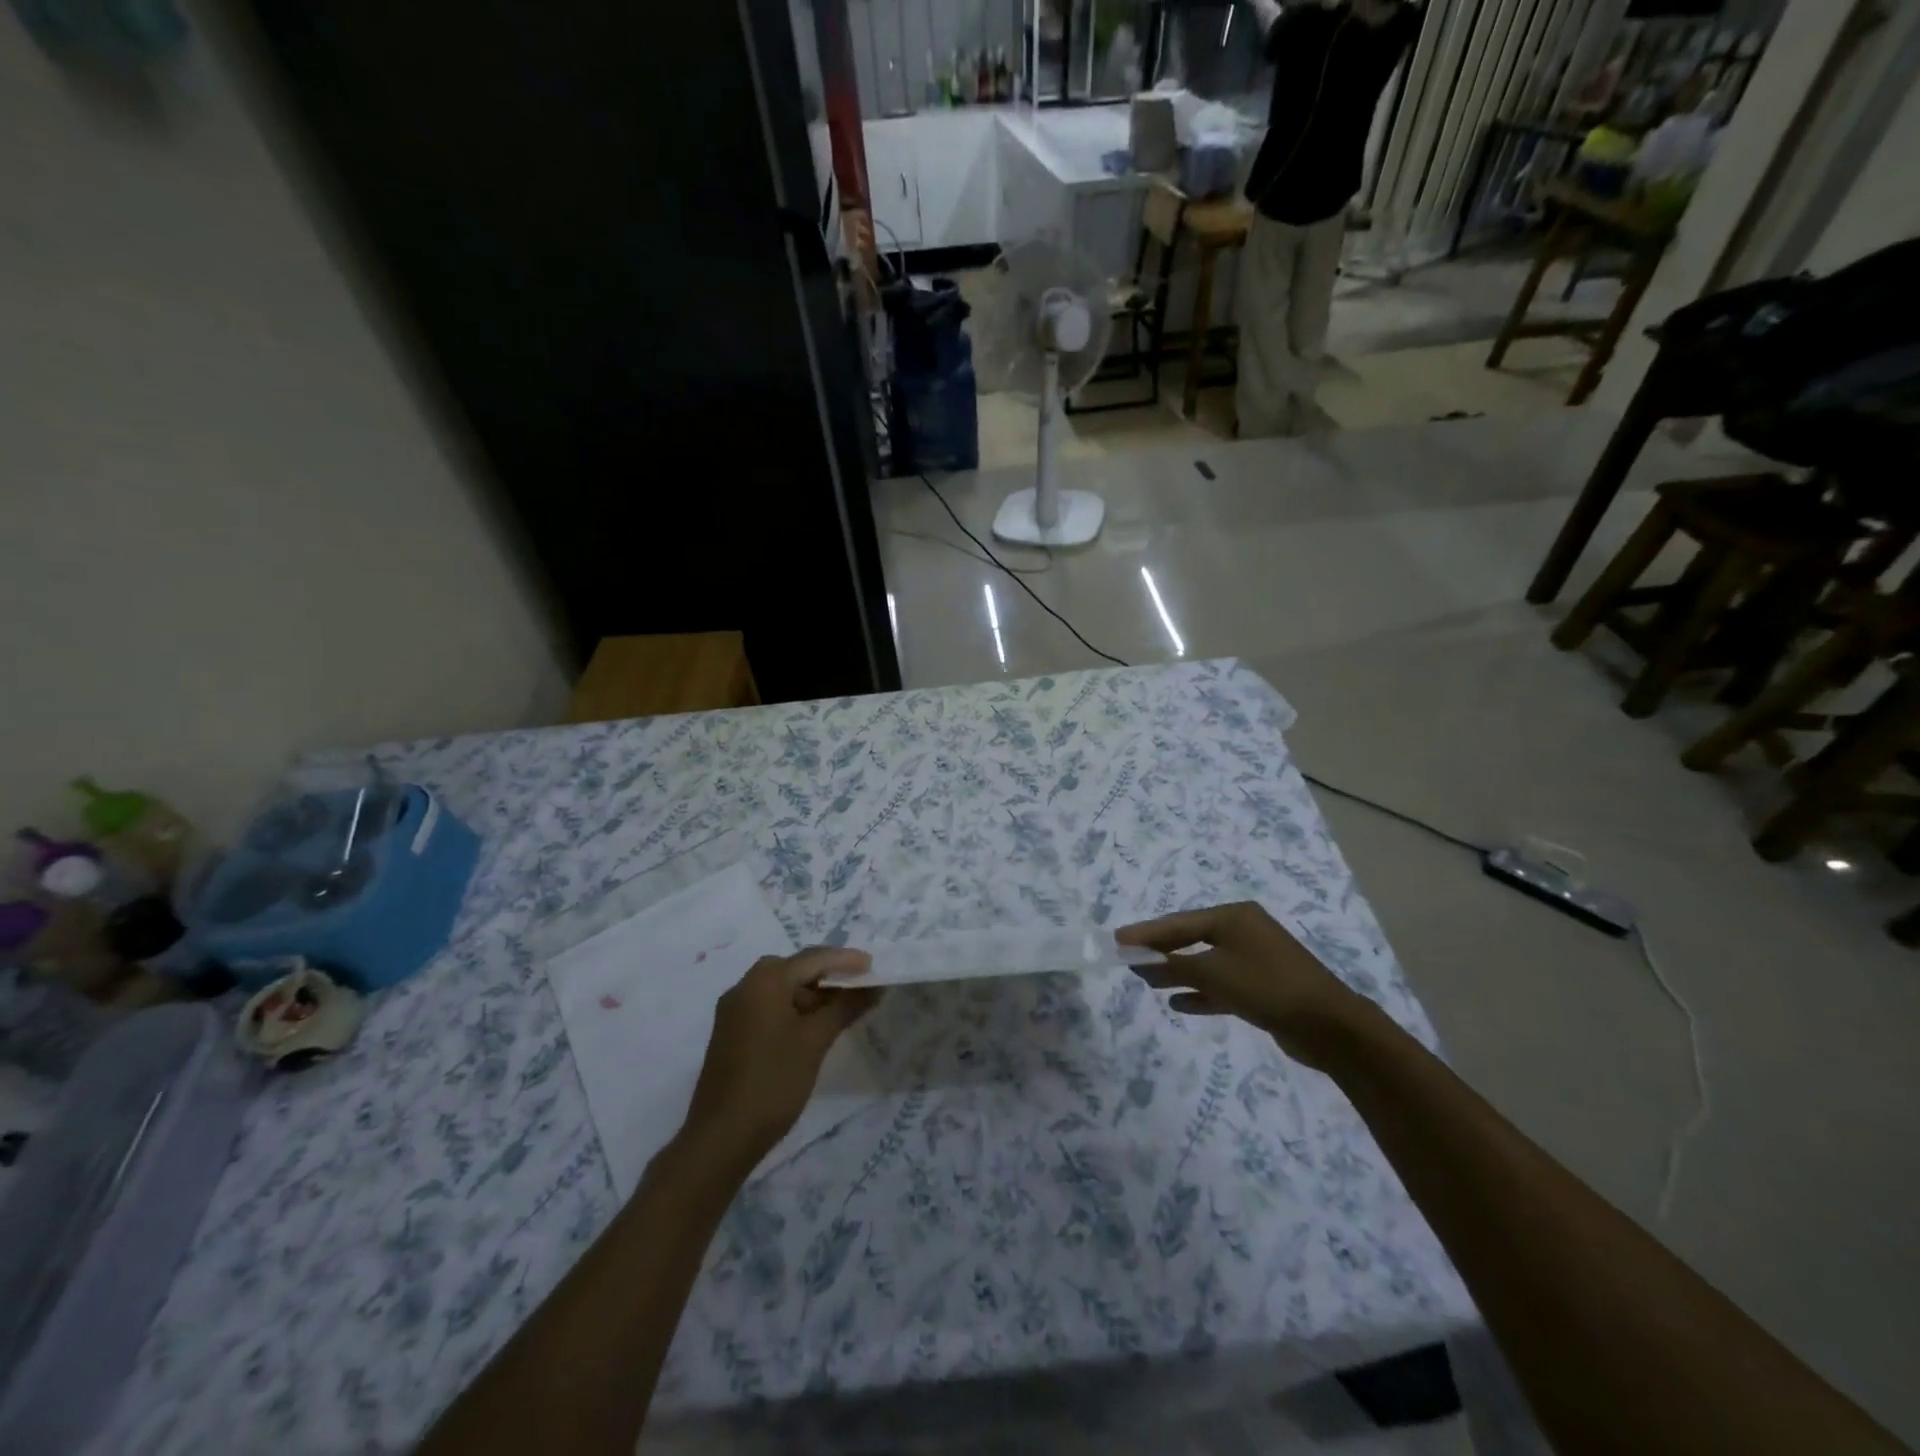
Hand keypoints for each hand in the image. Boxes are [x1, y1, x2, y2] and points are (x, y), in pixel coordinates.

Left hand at [682, 948, 880, 1165]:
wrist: (721, 1137)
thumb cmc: (773, 1082)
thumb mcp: (816, 1041)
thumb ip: (846, 1006)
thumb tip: (874, 986)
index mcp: (765, 980)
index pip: (813, 958)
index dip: (846, 960)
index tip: (874, 966)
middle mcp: (745, 986)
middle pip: (794, 968)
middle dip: (828, 974)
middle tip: (858, 984)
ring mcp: (734, 1010)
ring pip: (780, 987)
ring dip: (811, 992)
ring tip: (841, 1008)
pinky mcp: (731, 1032)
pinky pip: (768, 1005)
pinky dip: (793, 1007)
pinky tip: (812, 1027)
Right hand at [1116, 902, 1369, 1069]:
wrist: (1329, 1026)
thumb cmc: (1266, 986)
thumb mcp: (1213, 973)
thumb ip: (1172, 966)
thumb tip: (1138, 961)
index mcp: (1233, 916)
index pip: (1179, 922)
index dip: (1146, 932)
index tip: (1117, 940)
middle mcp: (1244, 931)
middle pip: (1192, 938)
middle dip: (1161, 951)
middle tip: (1130, 959)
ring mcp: (1256, 959)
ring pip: (1206, 962)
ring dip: (1178, 973)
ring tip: (1149, 983)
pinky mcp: (1263, 986)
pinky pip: (1222, 984)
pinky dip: (1201, 992)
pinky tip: (1180, 1003)